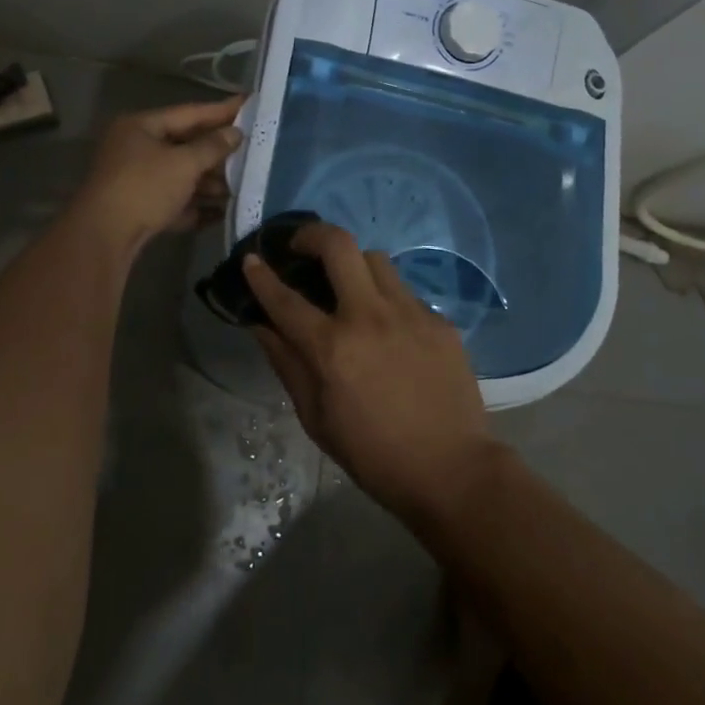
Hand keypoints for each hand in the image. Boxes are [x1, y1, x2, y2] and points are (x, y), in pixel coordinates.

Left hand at [72, 95, 243, 252]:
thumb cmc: (144, 188)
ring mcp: (135, 180)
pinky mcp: (139, 209)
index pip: (189, 113)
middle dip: (217, 152)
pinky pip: (174, 201)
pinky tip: (222, 212)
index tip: (249, 104)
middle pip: (185, 145)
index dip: (221, 110)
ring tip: (242, 185)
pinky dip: (196, 205)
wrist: (103, 238)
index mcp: (141, 127)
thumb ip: (212, 147)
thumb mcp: (184, 163)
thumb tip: (235, 133)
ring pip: (180, 175)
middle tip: (252, 149)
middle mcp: (136, 148)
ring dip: (210, 182)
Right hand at [243, 222, 499, 523]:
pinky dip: (387, 301)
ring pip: (376, 260)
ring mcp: (410, 313)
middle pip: (339, 245)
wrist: (451, 470)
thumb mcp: (317, 419)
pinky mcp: (440, 321)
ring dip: (354, 265)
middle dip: (312, 234)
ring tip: (349, 288)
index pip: (286, 299)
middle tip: (302, 247)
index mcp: (333, 347)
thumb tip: (262, 327)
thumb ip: (287, 365)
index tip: (252, 259)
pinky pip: (405, 293)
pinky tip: (389, 330)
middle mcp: (370, 317)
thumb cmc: (374, 454)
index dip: (262, 276)